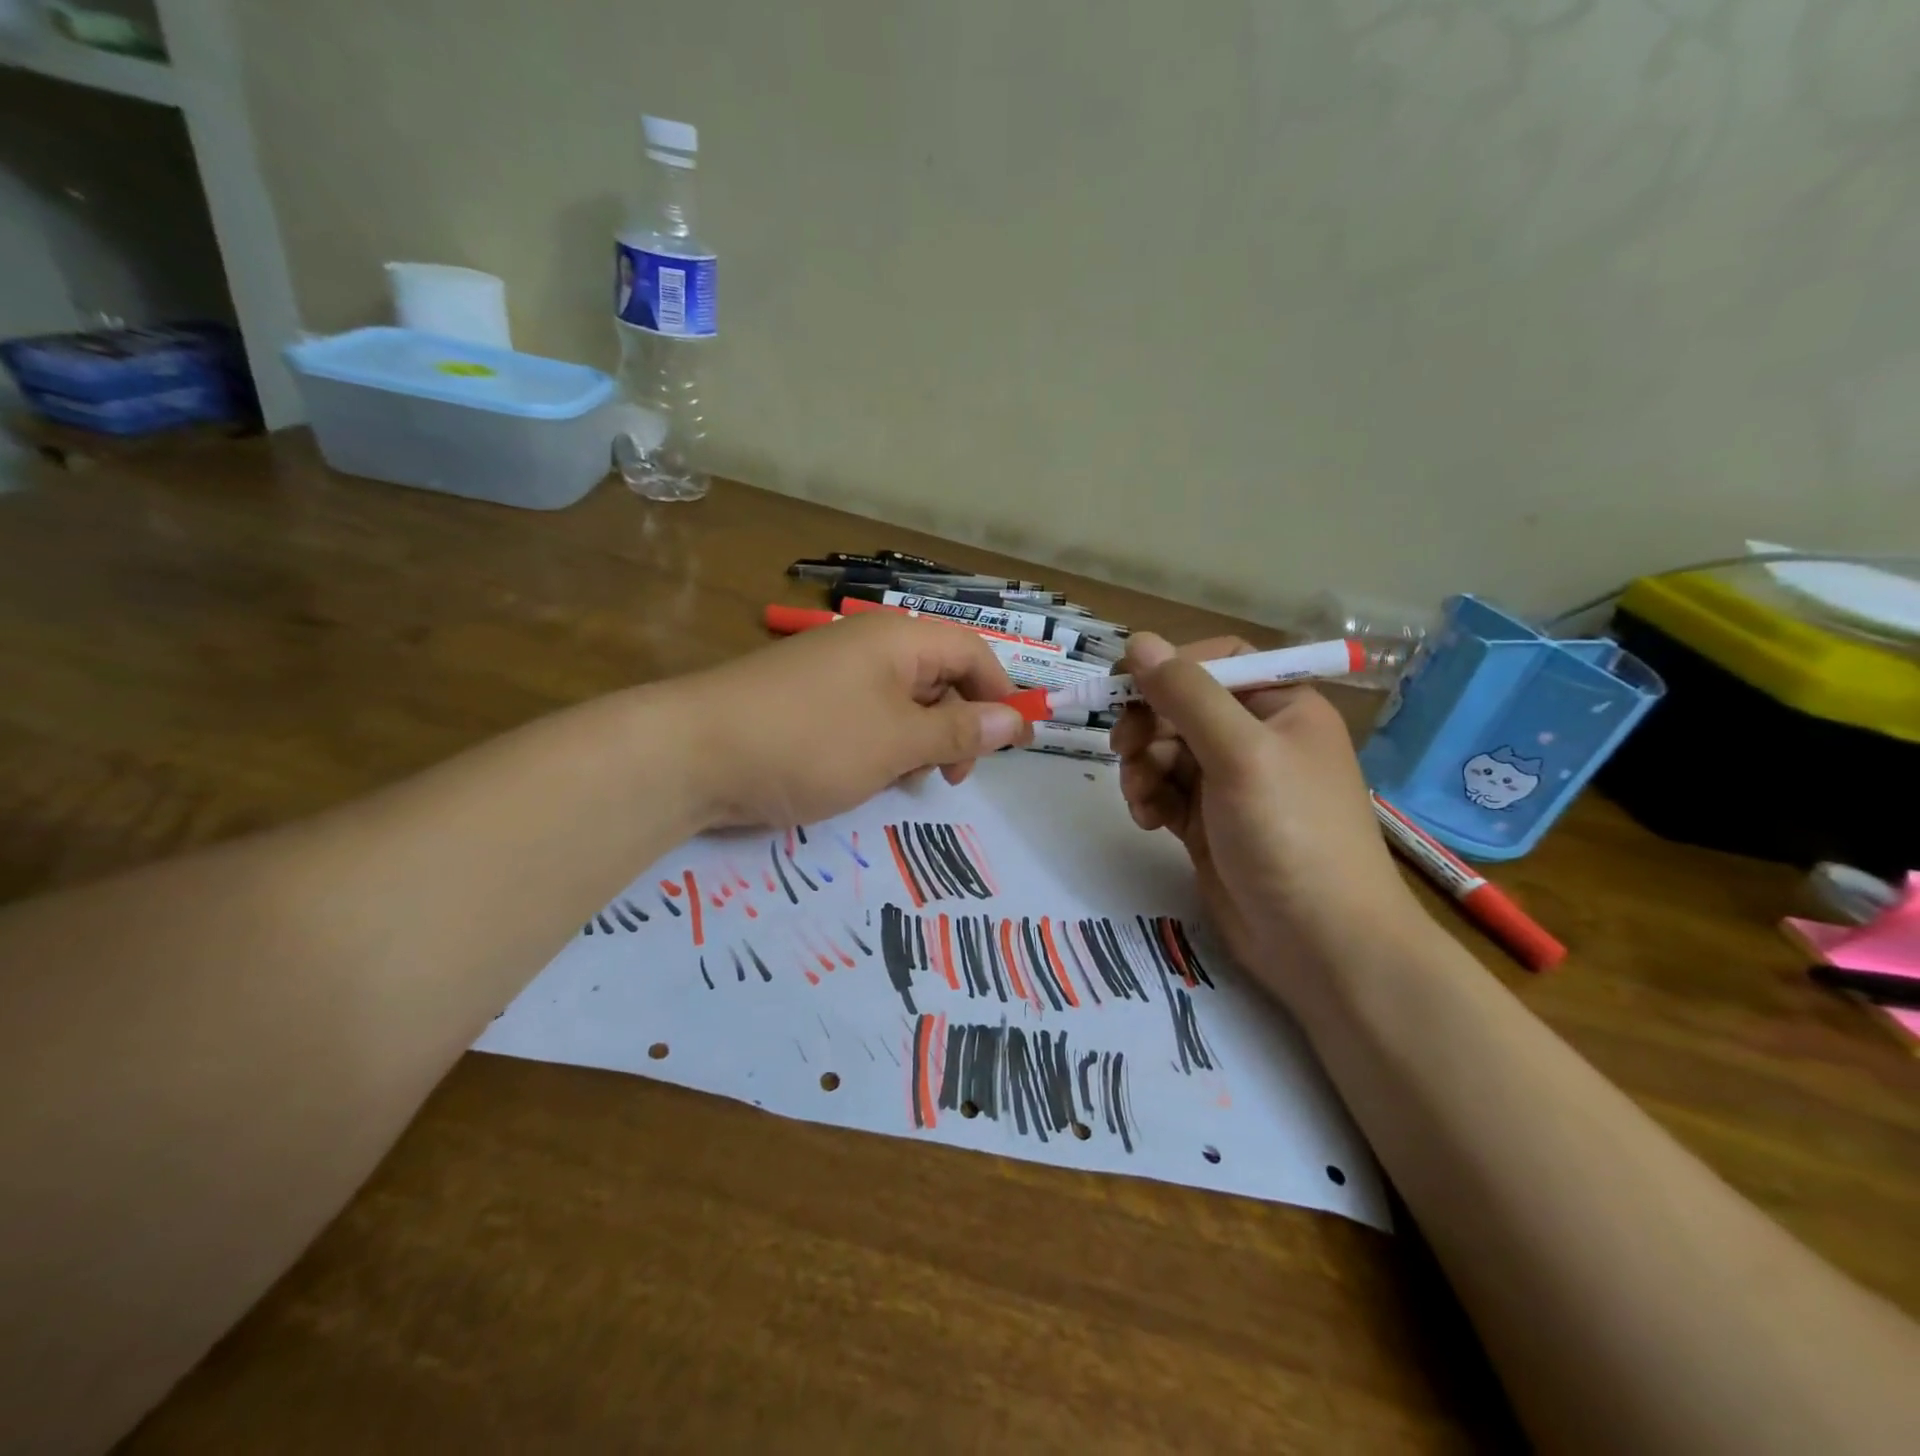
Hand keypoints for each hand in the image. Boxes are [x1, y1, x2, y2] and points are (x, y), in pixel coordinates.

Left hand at [666, 612, 1030, 828]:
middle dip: (958, 725)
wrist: (692, 755)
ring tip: (905, 781)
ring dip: (919, 740)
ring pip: (902, 702)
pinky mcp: (806, 702)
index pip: (972, 652)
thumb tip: (1014, 722)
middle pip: (939, 676)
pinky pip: (865, 717)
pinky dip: (881, 745)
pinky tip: (867, 777)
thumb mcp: (898, 741)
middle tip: (949, 777)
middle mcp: (869, 645)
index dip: (1000, 695)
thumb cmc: (811, 741)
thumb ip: (960, 731)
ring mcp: (833, 673)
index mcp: (898, 639)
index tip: (1013, 747)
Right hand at [1111, 633, 1420, 997]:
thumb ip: (1187, 695)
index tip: (1125, 690)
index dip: (1170, 668)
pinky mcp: (1210, 824)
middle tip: (1124, 751)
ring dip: (1142, 768)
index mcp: (1281, 706)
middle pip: (1182, 707)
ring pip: (1166, 751)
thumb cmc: (1291, 835)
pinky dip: (1150, 799)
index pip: (1218, 660)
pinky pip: (1166, 791)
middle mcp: (1257, 738)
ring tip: (1141, 799)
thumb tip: (1138, 641)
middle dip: (1148, 727)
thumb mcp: (1240, 754)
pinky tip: (1150, 822)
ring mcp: (1232, 784)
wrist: (1322, 946)